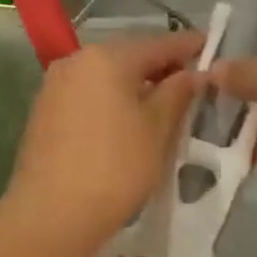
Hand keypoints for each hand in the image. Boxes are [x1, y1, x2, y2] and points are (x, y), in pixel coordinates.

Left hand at [7, 31, 206, 249]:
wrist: (51, 213)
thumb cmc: (115, 167)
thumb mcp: (158, 129)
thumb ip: (177, 93)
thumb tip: (192, 73)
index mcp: (106, 57)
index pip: (157, 44)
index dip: (188, 46)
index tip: (212, 47)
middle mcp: (75, 61)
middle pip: (128, 57)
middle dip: (160, 67)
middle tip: (191, 81)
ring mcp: (55, 86)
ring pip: (105, 77)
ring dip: (134, 85)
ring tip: (164, 104)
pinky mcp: (44, 112)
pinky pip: (88, 95)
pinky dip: (111, 101)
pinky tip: (128, 121)